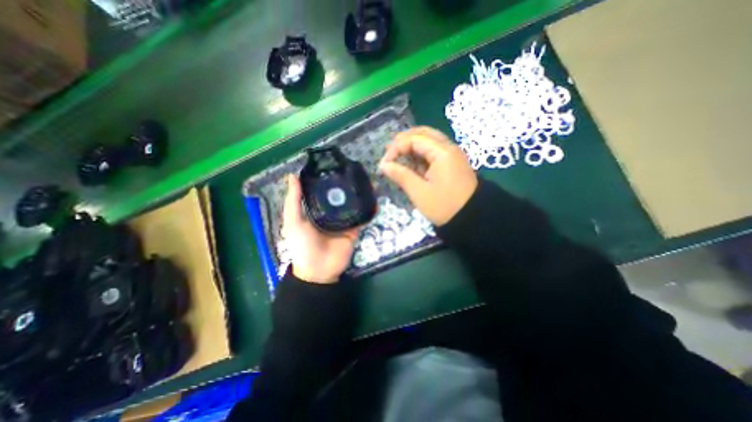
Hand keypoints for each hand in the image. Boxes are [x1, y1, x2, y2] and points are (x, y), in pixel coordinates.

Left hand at [280, 173, 359, 284]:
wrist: (318, 271)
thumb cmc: (302, 245)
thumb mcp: (293, 221)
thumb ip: (294, 200)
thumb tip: (293, 175)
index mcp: (316, 210)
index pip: (324, 191)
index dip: (329, 179)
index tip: (337, 165)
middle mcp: (331, 214)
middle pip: (341, 197)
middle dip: (349, 186)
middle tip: (358, 172)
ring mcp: (344, 222)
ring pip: (353, 206)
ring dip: (361, 196)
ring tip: (369, 183)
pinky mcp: (354, 230)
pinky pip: (362, 219)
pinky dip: (369, 211)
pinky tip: (375, 200)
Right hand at [380, 127, 477, 225]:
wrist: (472, 218)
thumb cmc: (444, 206)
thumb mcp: (419, 192)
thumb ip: (401, 175)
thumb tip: (384, 165)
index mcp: (442, 152)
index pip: (414, 139)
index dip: (396, 148)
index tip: (384, 163)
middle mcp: (449, 148)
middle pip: (422, 134)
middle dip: (403, 141)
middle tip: (389, 154)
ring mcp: (452, 155)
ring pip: (428, 141)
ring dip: (411, 147)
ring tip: (397, 158)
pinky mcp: (452, 163)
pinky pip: (434, 151)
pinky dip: (420, 155)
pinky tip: (411, 164)